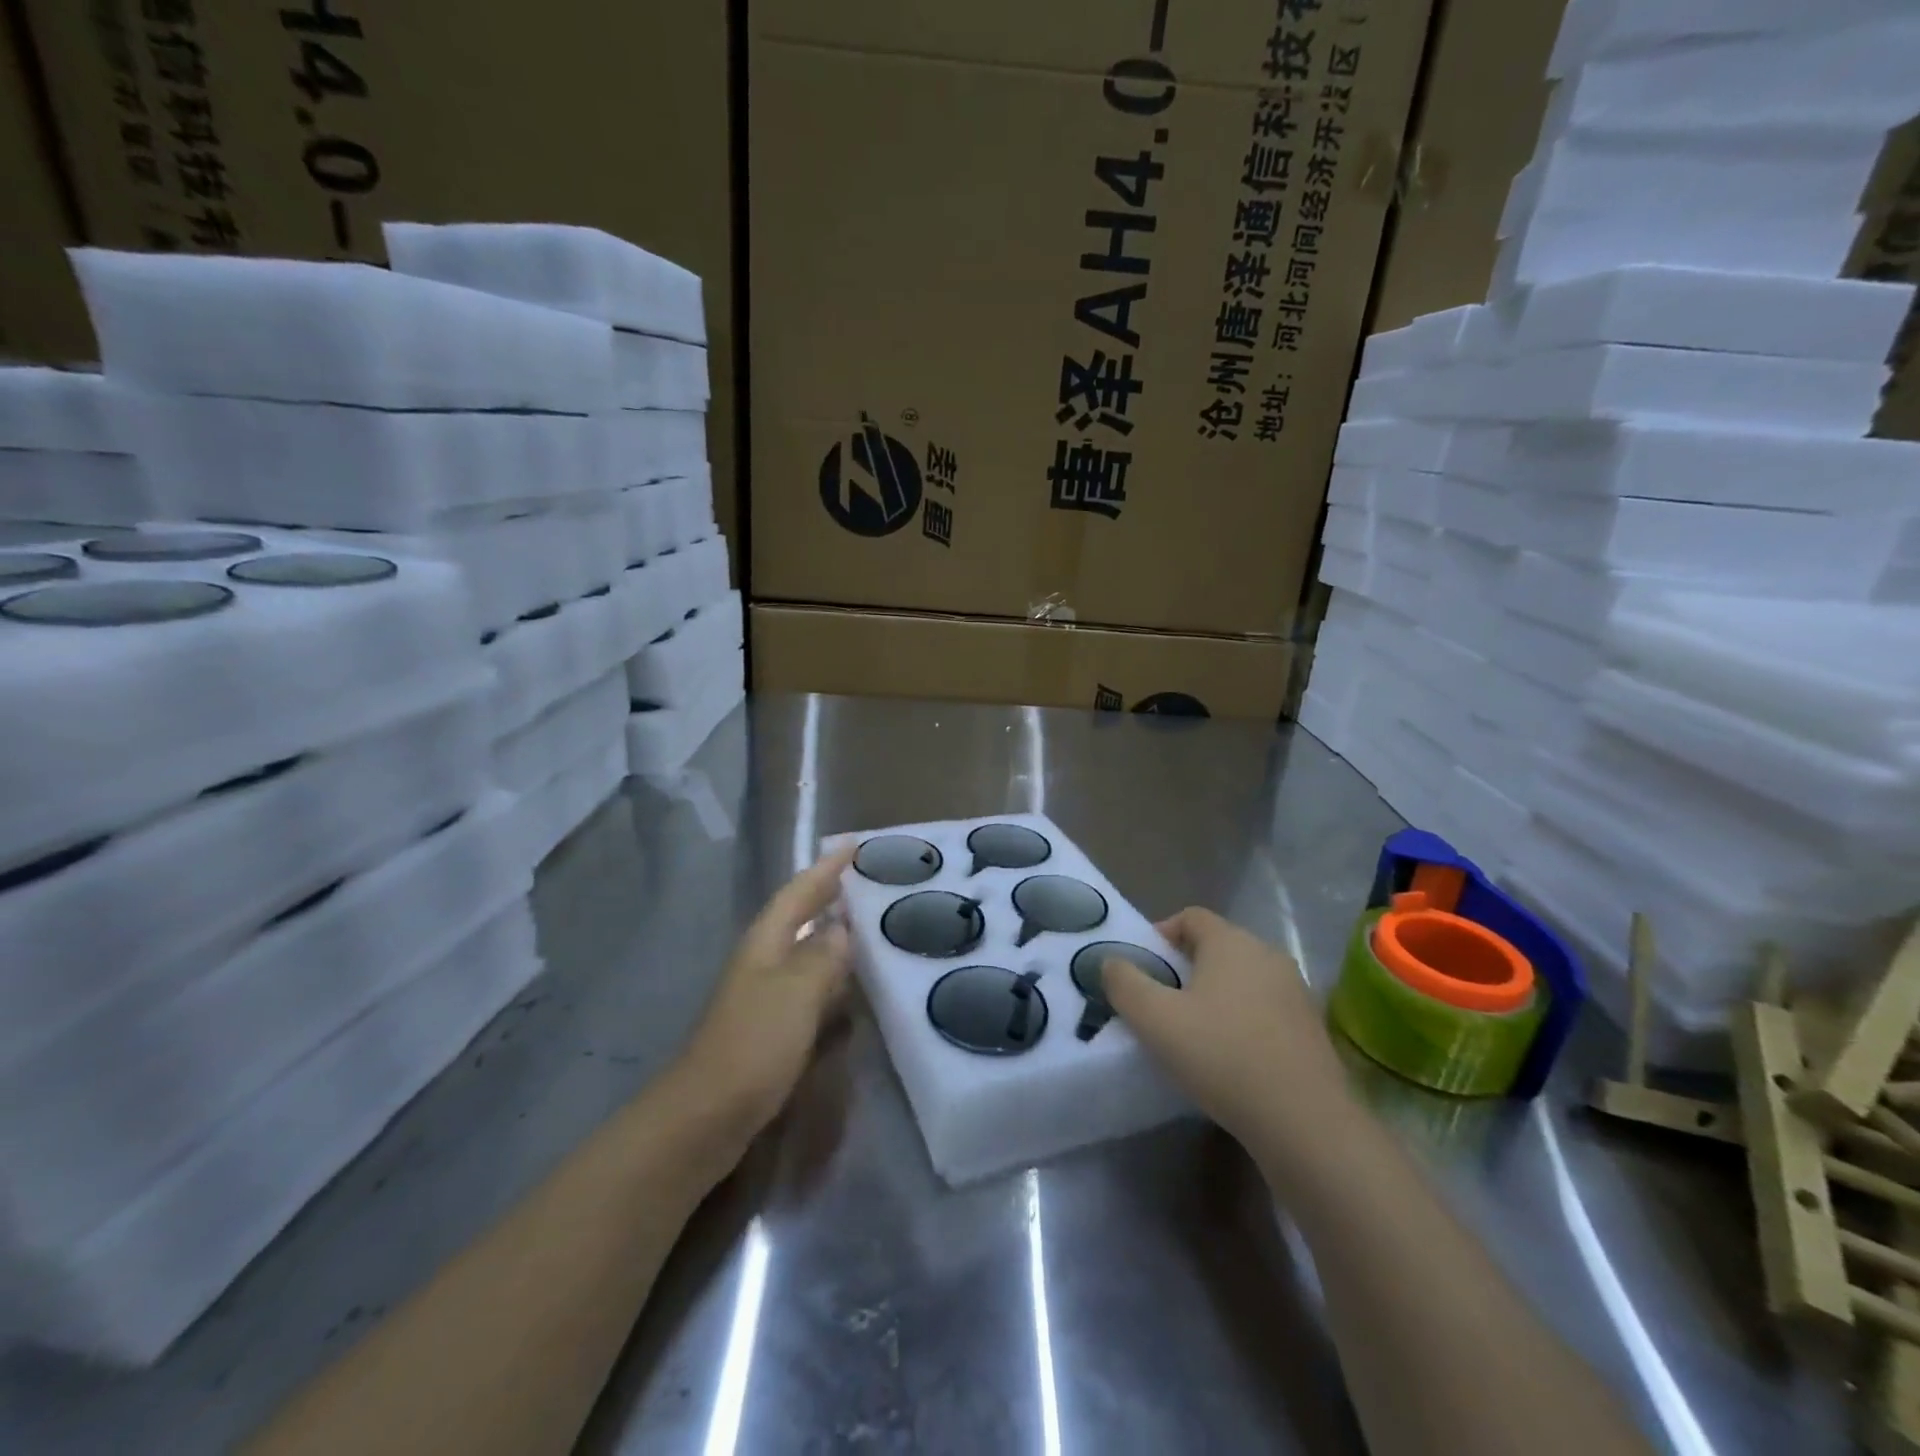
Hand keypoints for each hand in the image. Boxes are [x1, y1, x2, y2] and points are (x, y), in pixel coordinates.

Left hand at [676, 846, 855, 1137]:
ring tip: (869, 925)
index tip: (854, 843)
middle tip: (867, 881)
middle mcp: (763, 962)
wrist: (707, 1116)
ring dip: (833, 936)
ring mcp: (765, 996)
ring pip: (805, 952)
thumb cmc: (754, 1043)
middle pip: (799, 917)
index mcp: (766, 943)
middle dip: (828, 896)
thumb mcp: (796, 991)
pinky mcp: (771, 1029)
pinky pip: (809, 989)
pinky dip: (832, 978)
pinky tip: (851, 988)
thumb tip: (841, 927)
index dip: (826, 868)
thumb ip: (823, 955)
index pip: (799, 892)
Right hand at [1104, 907, 1356, 1172]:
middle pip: (1216, 947)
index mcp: (1231, 942)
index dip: (1160, 935)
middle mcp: (1267, 955)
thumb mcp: (1154, 1019)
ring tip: (1192, 1033)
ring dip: (1214, 996)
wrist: (1305, 1122)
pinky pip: (1264, 1008)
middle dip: (1184, 968)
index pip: (1190, 917)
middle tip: (1161, 1003)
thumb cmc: (1222, 1056)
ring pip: (1241, 979)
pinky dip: (1241, 1020)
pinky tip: (1229, 1057)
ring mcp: (1295, 991)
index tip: (1143, 968)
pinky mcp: (1311, 1028)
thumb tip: (1110, 961)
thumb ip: (1124, 983)